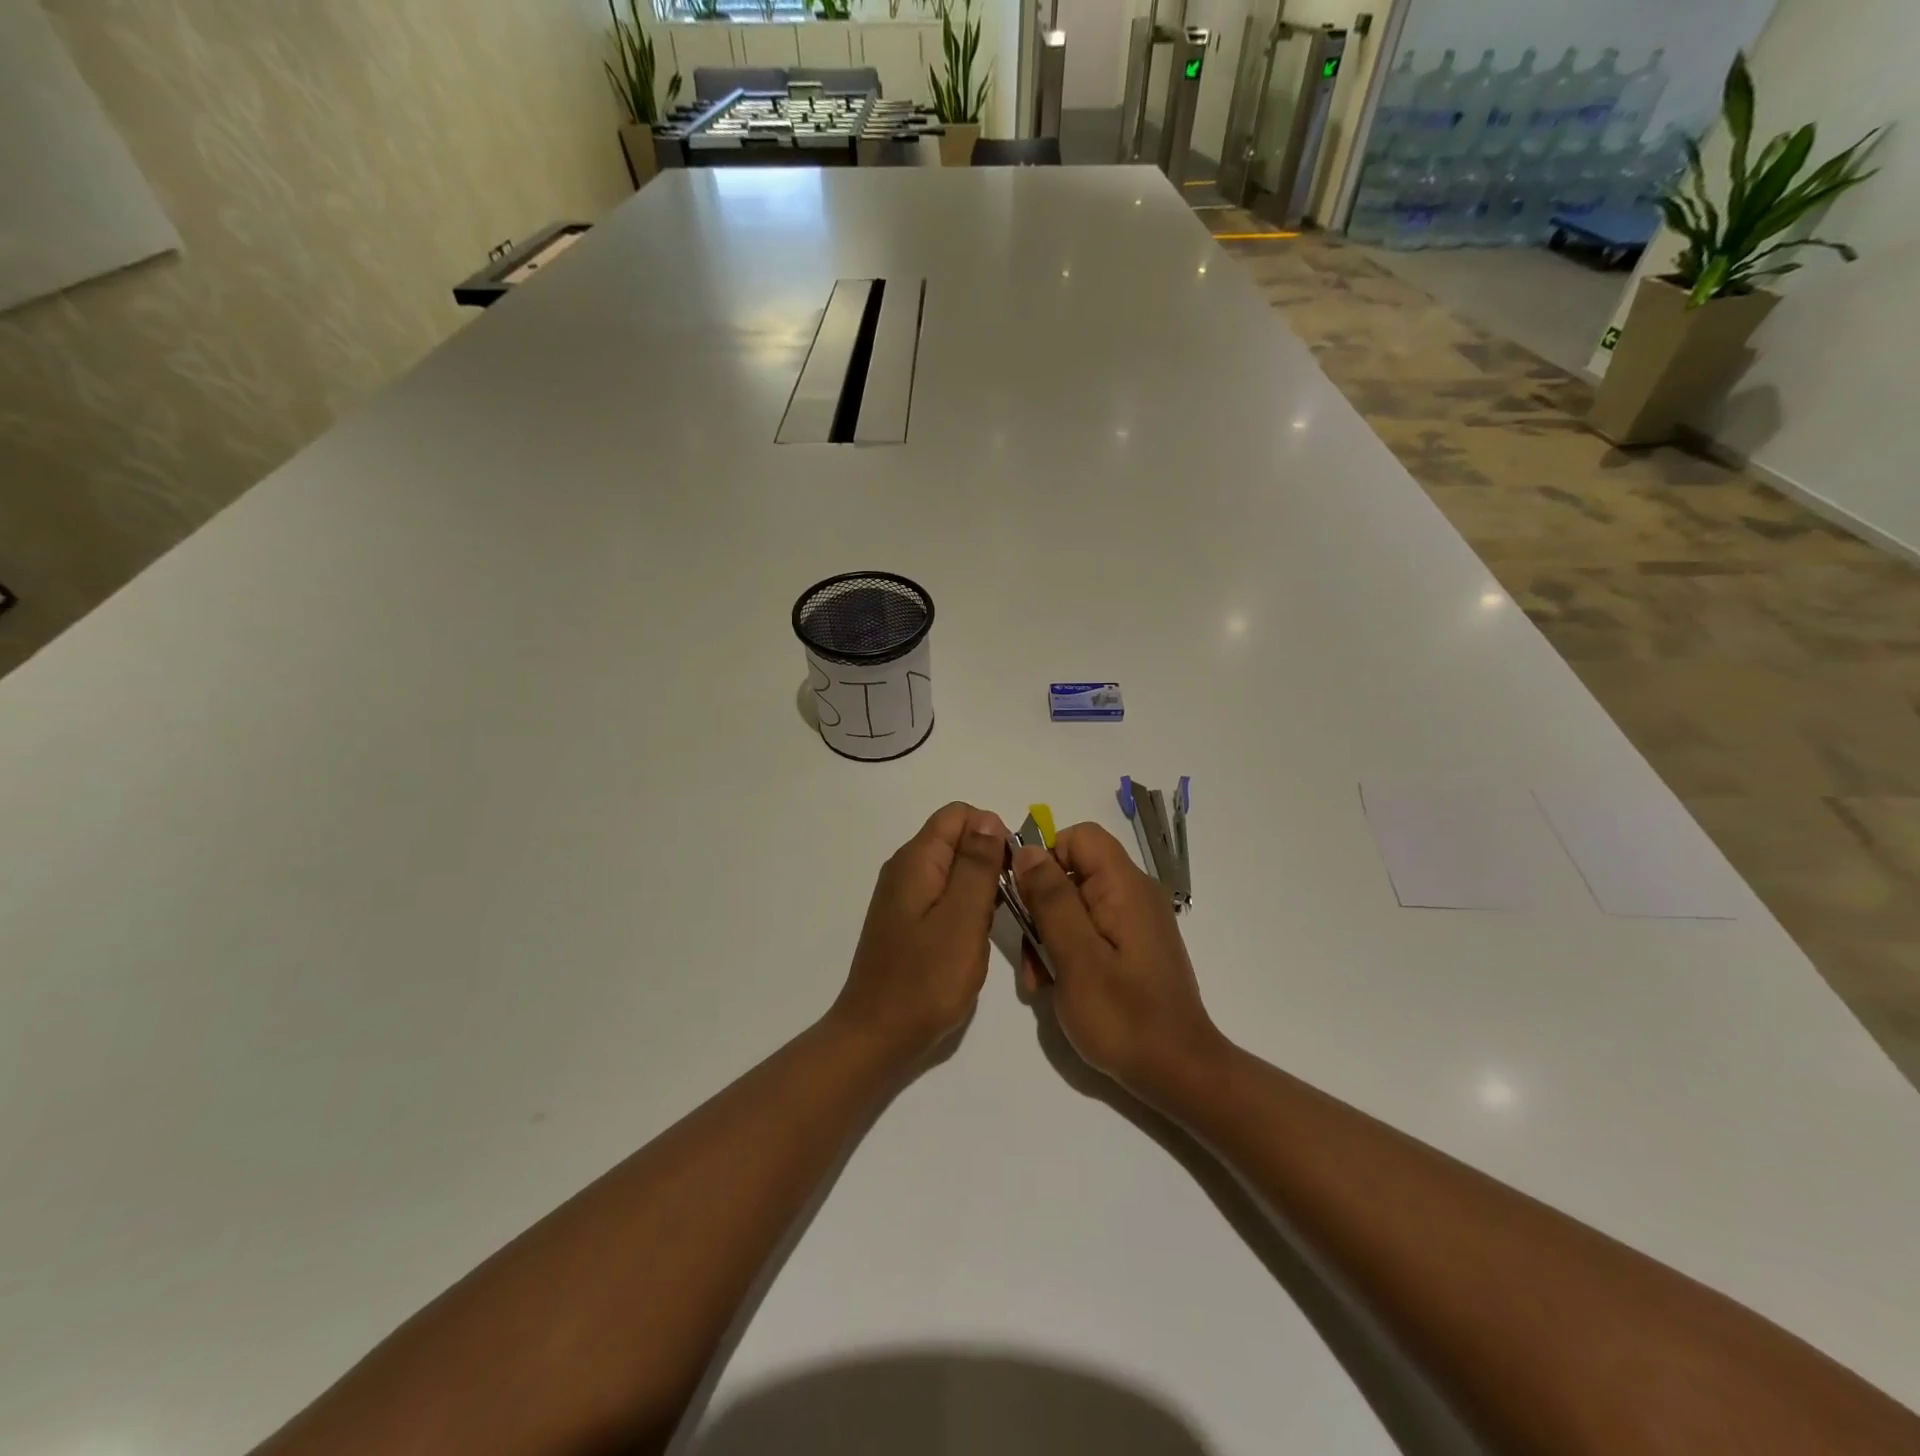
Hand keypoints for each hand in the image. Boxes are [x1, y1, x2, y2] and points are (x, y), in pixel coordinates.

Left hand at [831, 803, 1009, 1066]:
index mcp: (916, 860)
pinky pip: (944, 895)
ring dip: (980, 888)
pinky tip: (974, 938)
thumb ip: (977, 865)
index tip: (1010, 873)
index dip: (992, 833)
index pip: (959, 814)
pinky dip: (966, 907)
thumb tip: (987, 818)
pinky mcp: (907, 921)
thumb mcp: (962, 918)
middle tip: (1007, 905)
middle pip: (957, 839)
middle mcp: (906, 869)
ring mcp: (904, 896)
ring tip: (992, 925)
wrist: (878, 1035)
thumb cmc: (925, 979)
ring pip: (954, 869)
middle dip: (989, 861)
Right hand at [1014, 823, 1222, 1100]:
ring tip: (1039, 980)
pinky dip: (1068, 950)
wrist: (1178, 1073)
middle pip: (1074, 870)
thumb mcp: (1076, 956)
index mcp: (1125, 886)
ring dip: (1049, 934)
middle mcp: (1133, 893)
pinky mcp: (1133, 946)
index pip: (1079, 836)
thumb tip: (1027, 850)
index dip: (1046, 857)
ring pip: (1076, 903)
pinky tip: (1057, 986)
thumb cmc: (1124, 1017)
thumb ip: (1051, 899)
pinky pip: (1091, 929)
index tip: (1024, 897)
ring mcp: (1135, 921)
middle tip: (1030, 955)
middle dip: (1041, 905)